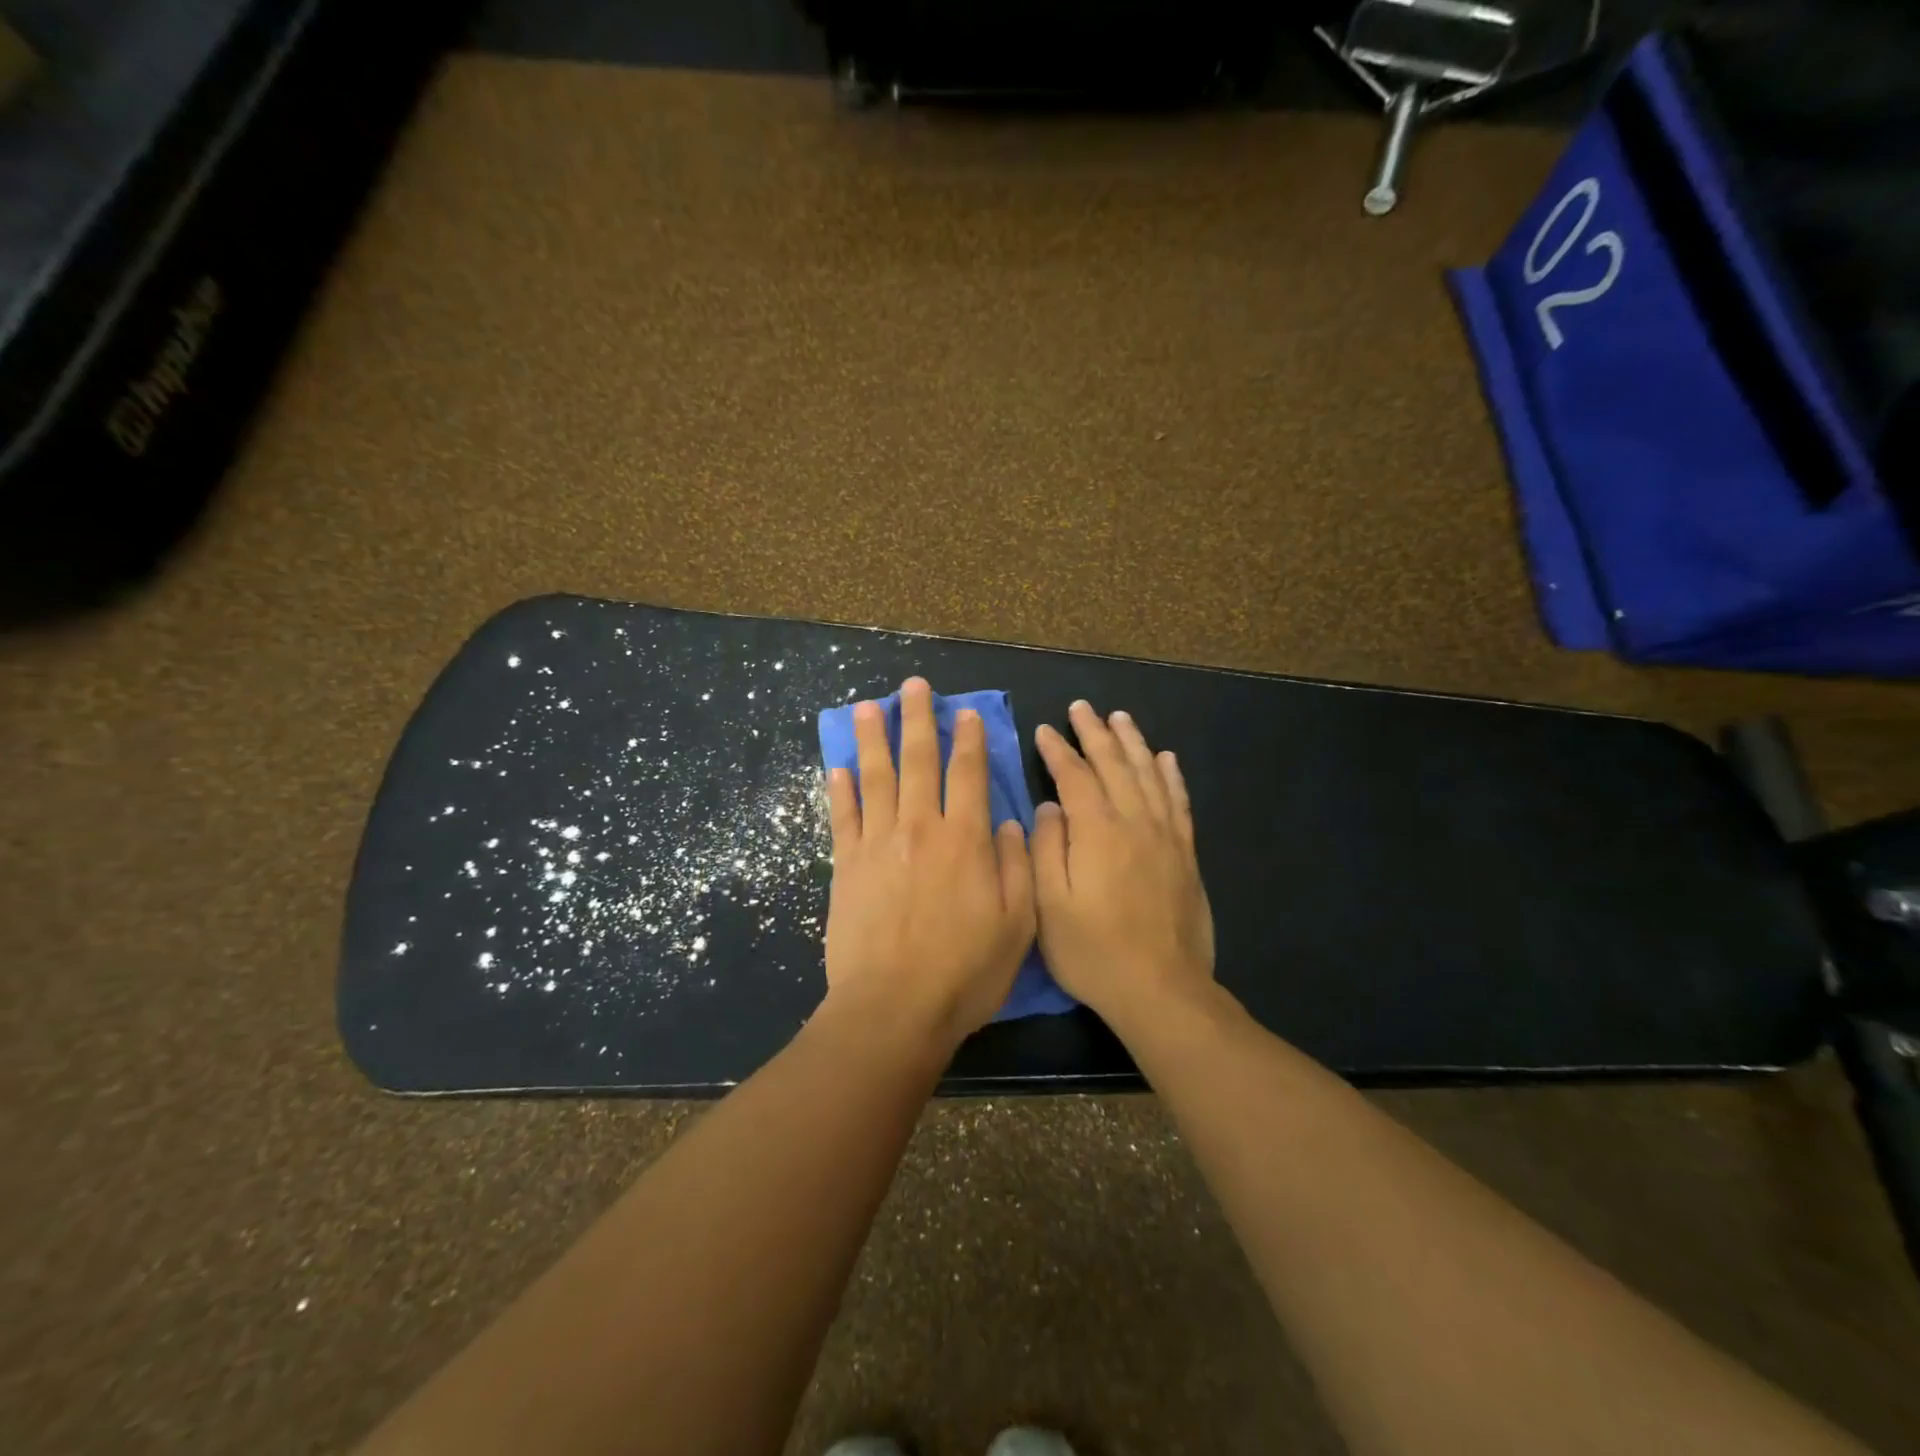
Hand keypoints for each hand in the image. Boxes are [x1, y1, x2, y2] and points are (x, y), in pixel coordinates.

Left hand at [823, 678, 1036, 1051]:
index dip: (969, 739)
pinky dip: (840, 789)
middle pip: (918, 761)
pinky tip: (839, 767)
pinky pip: (842, 816)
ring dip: (872, 738)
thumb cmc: (964, 973)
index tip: (965, 712)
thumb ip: (1015, 866)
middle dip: (917, 719)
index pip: (968, 774)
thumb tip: (1008, 821)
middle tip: (913, 686)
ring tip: (867, 706)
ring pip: (876, 777)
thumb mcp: (1017, 926)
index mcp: (965, 840)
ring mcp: (878, 844)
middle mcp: (920, 828)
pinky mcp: (846, 866)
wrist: (893, 1009)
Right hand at [1032, 700, 1214, 1029]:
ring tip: (1120, 718)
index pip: (1074, 777)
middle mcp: (1135, 822)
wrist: (1161, 989)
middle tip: (1081, 708)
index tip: (1044, 730)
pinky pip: (1179, 802)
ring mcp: (1166, 837)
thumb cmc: (1093, 951)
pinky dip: (1171, 776)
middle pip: (1114, 765)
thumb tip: (1050, 806)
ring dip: (1132, 742)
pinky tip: (1166, 758)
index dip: (1058, 751)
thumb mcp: (1049, 905)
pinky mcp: (1186, 855)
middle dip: (1095, 733)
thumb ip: (1046, 849)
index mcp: (1097, 832)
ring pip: (1148, 775)